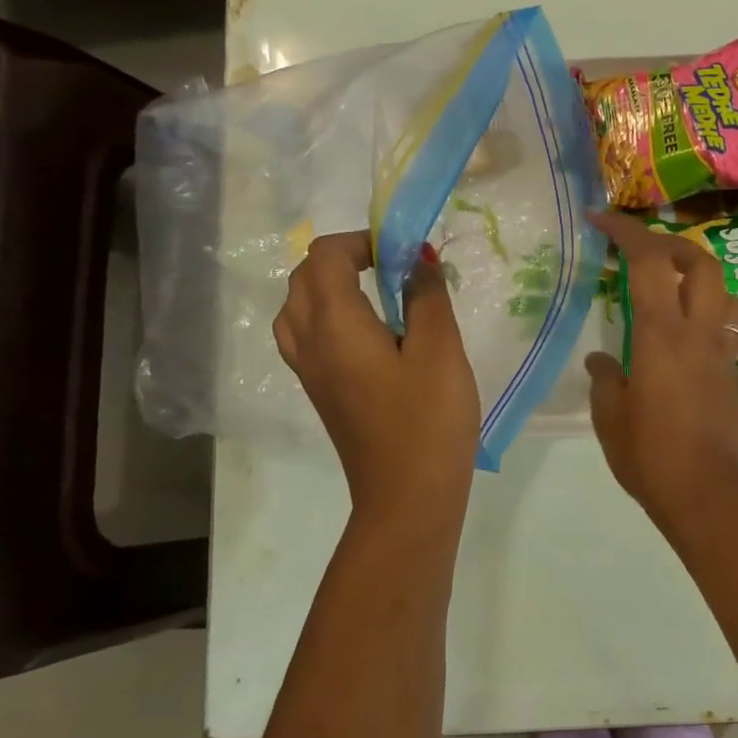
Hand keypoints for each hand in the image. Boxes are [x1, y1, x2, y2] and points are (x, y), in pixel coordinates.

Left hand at [273, 232, 479, 524]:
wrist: (407, 497)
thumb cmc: (427, 420)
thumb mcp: (439, 350)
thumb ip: (427, 296)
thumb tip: (418, 259)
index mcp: (334, 325)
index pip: (325, 257)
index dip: (361, 240)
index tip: (404, 251)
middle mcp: (309, 342)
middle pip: (303, 279)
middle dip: (342, 258)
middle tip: (392, 265)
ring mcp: (310, 371)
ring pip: (297, 309)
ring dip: (328, 286)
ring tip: (375, 293)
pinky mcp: (320, 393)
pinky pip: (306, 336)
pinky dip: (327, 316)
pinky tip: (369, 332)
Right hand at [585, 210, 737, 535]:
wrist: (710, 495)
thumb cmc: (651, 457)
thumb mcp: (611, 418)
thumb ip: (606, 380)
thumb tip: (602, 360)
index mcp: (661, 335)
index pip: (650, 262)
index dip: (627, 231)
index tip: (602, 220)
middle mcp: (698, 333)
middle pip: (700, 262)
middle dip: (670, 243)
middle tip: (641, 249)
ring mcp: (721, 352)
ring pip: (720, 290)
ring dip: (695, 273)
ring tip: (667, 283)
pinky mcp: (732, 373)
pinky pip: (724, 323)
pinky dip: (704, 309)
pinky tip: (683, 330)